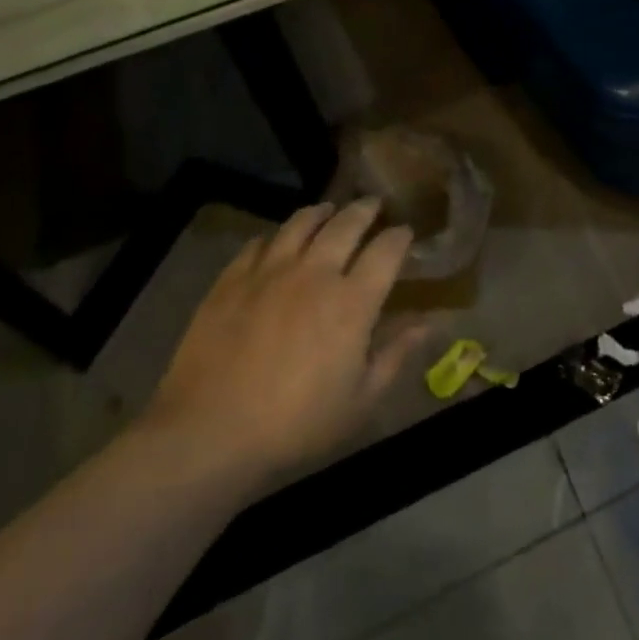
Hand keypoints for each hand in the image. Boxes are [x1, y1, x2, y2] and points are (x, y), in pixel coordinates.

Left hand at [143, 199, 428, 491]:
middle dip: (366, 210)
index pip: (386, 250)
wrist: (209, 434)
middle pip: (346, 223)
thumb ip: (395, 354)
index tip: (405, 232)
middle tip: (374, 205)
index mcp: (352, 301)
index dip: (400, 236)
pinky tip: (278, 242)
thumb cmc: (296, 424)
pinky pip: (259, 243)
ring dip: (321, 212)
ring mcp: (270, 271)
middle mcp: (315, 273)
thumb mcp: (360, 399)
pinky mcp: (232, 280)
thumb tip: (429, 324)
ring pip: (301, 223)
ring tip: (328, 210)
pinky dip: (276, 236)